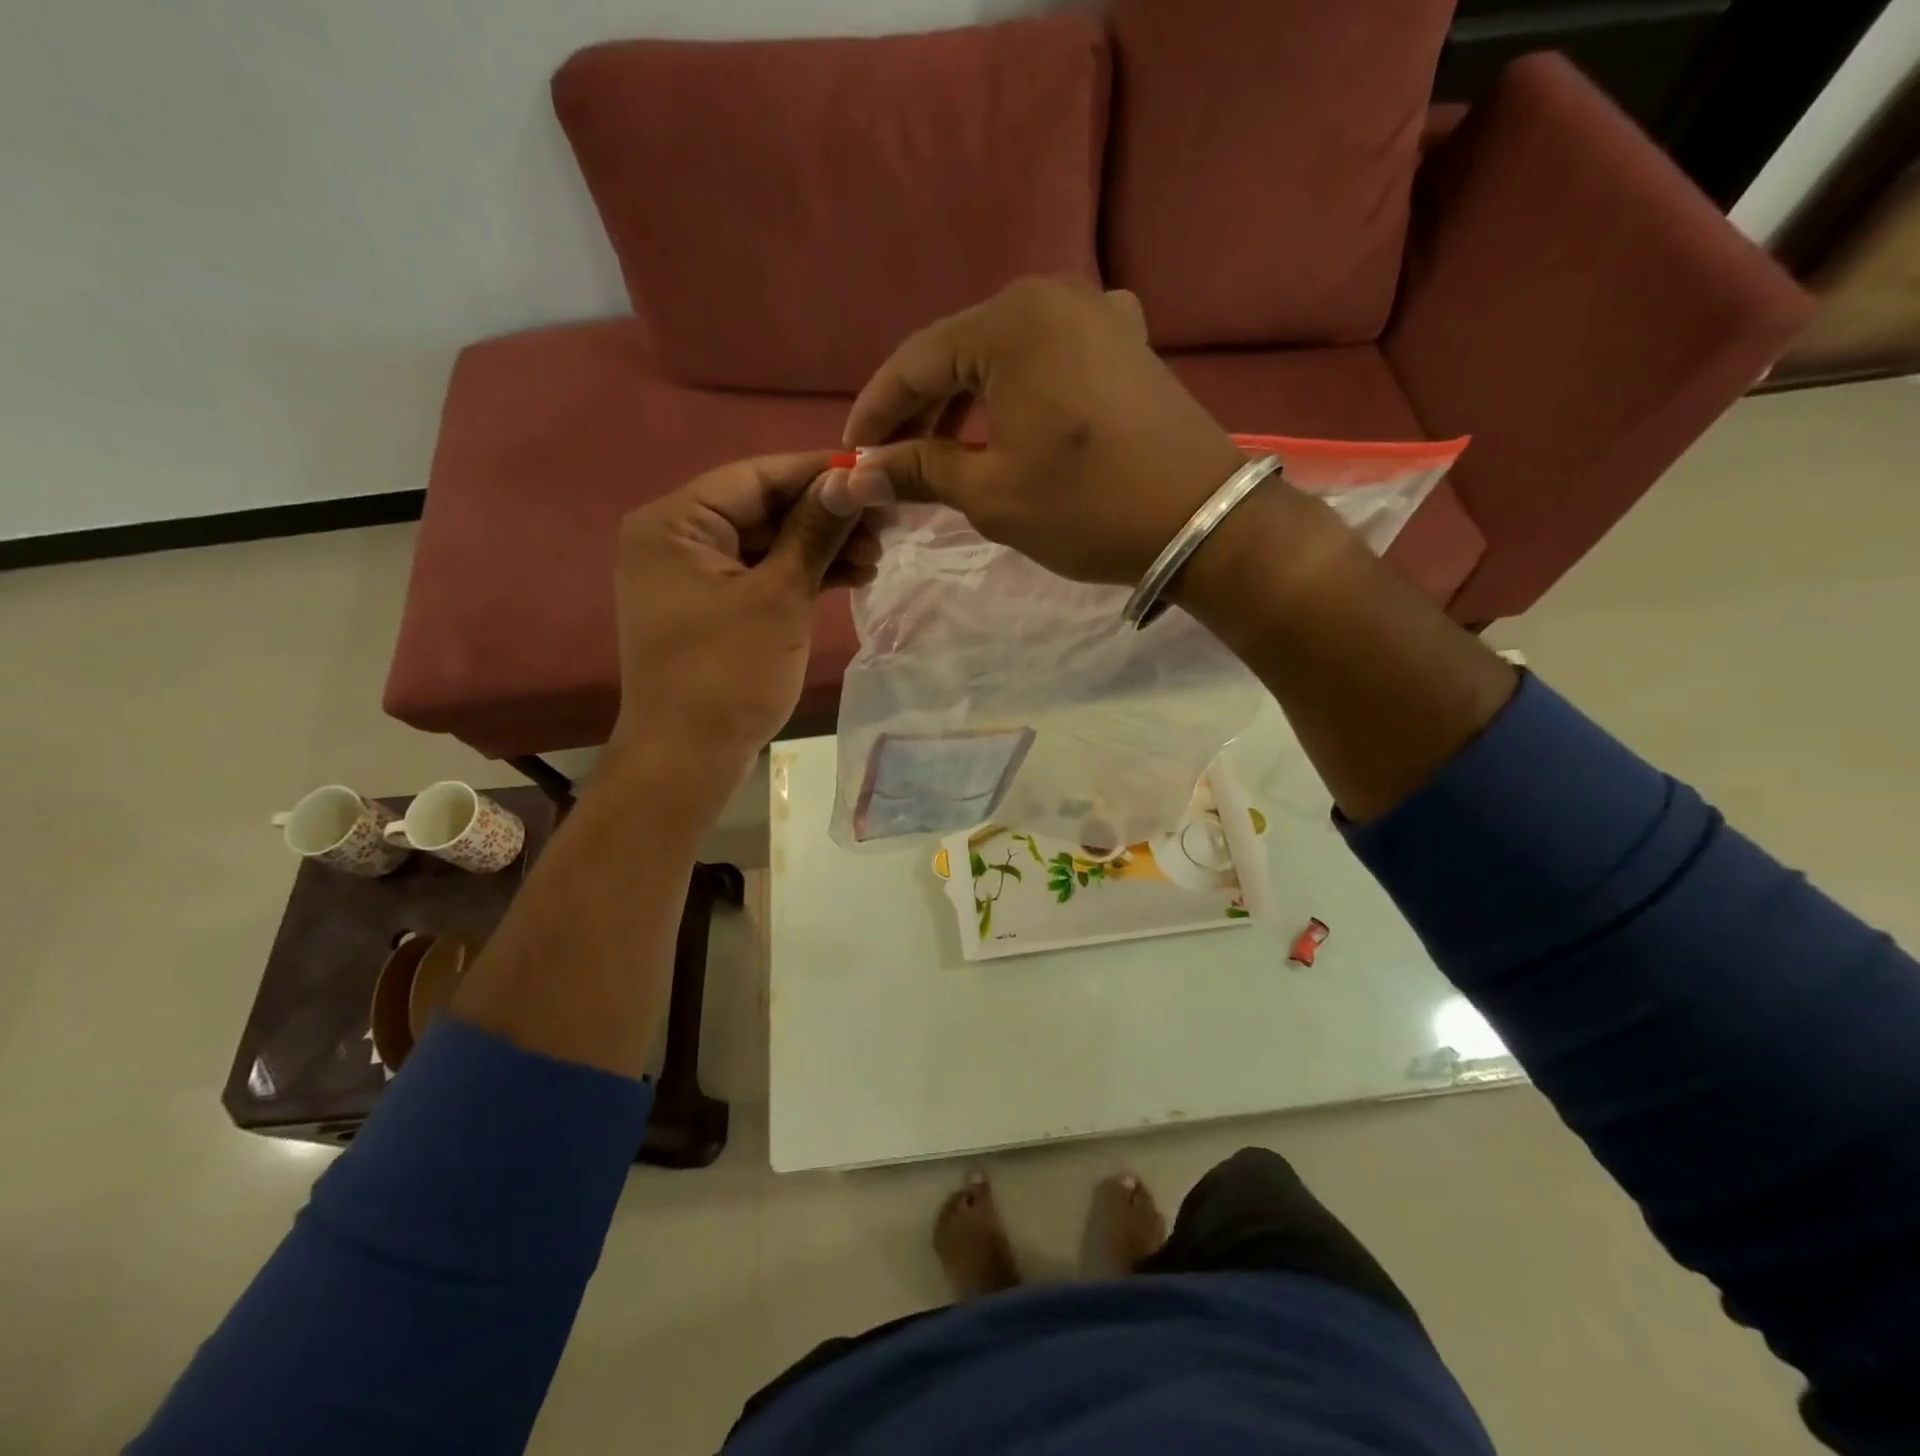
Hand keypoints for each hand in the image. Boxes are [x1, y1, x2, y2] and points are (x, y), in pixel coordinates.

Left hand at [608, 454, 878, 793]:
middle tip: (885, 523)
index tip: (873, 471)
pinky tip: (851, 576)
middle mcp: (676, 540)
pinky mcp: (712, 608)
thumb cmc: (727, 674)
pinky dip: (801, 575)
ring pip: (767, 544)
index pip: (755, 477)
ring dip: (820, 548)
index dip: (817, 473)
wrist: (688, 759)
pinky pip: (761, 576)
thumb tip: (851, 479)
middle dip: (824, 516)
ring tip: (877, 556)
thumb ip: (814, 532)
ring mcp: (693, 577)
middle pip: (762, 509)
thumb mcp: (779, 597)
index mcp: (674, 523)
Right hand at [833, 277, 1248, 585]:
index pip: (916, 361)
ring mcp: (1097, 314)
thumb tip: (860, 474)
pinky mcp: (1125, 342)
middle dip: (920, 407)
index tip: (851, 452)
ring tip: (938, 450)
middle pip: (960, 351)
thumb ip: (920, 470)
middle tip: (890, 458)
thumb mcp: (991, 494)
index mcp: (1011, 323)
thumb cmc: (1088, 508)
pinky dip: (1014, 393)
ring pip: (1004, 355)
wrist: (1203, 521)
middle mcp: (1052, 297)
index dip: (877, 410)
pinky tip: (1002, 425)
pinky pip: (1048, 360)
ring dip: (965, 401)